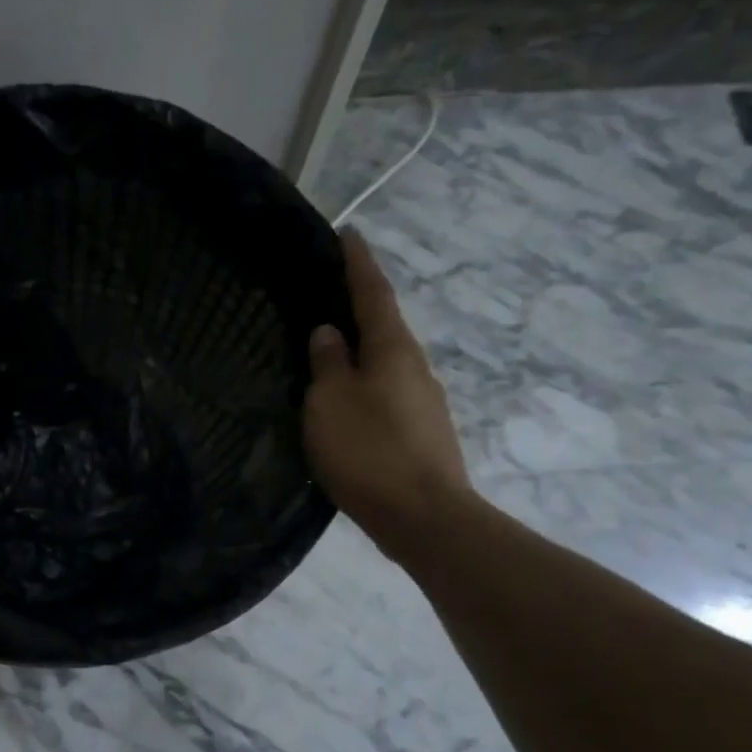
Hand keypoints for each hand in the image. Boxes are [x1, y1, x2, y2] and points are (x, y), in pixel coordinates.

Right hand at [305, 228, 470, 559]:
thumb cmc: (369, 451)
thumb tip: (330, 332)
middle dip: (360, 306)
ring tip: (330, 349)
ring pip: (386, 363)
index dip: (359, 263)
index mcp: (392, 349)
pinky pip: (387, 393)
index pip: (373, 293)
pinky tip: (347, 400)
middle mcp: (415, 367)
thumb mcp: (330, 402)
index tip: (349, 234)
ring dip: (362, 350)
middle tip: (328, 294)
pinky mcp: (422, 433)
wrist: (424, 517)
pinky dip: (366, 384)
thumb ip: (327, 363)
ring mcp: (424, 401)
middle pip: (384, 326)